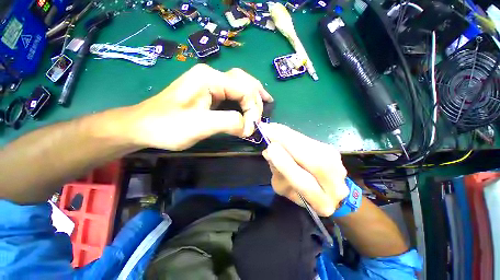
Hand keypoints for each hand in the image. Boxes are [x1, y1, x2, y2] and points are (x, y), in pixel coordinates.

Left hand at [126, 64, 272, 150]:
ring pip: (240, 84)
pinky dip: (245, 98)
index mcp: (209, 78)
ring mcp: (209, 82)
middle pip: (245, 81)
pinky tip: (250, 103)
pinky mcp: (208, 92)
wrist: (143, 126)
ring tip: (266, 102)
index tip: (250, 130)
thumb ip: (228, 122)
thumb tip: (248, 127)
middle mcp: (211, 75)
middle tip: (263, 114)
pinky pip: (232, 92)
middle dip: (257, 99)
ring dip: (254, 94)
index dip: (252, 110)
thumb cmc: (167, 126)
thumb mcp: (199, 125)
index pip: (244, 90)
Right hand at [260, 123, 348, 215]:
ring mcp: (338, 166)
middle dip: (289, 143)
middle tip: (269, 130)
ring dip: (291, 135)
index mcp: (321, 202)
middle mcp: (335, 185)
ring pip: (314, 148)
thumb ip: (278, 172)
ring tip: (273, 127)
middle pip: (315, 162)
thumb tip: (269, 152)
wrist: (325, 189)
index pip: (304, 183)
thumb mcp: (283, 188)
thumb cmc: (300, 192)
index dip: (286, 165)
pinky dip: (295, 134)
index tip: (270, 148)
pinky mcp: (333, 151)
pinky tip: (282, 130)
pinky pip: (311, 141)